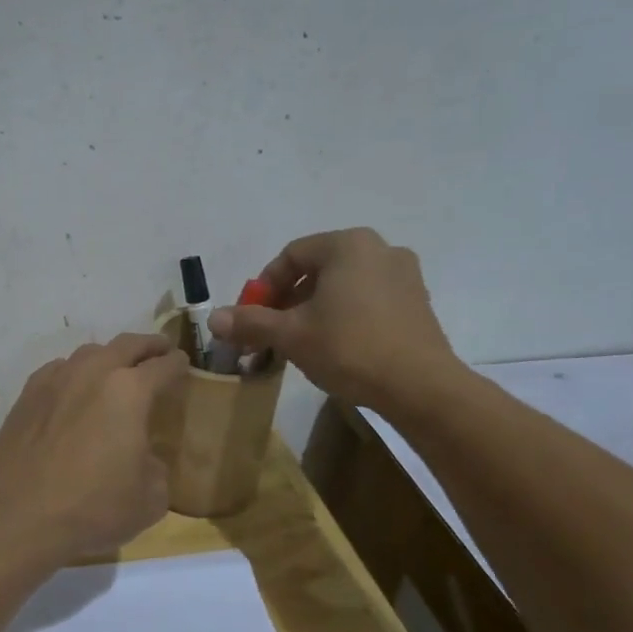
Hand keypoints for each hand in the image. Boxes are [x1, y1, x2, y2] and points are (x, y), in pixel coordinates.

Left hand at [0, 333, 189, 561]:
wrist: (19, 515)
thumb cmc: (93, 507)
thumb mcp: (150, 498)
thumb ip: (156, 467)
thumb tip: (143, 457)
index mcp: (130, 391)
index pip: (164, 365)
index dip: (178, 364)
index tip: (183, 364)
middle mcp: (93, 373)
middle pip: (127, 344)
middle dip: (148, 345)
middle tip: (159, 350)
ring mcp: (55, 380)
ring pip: (89, 353)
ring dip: (109, 356)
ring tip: (116, 369)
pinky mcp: (27, 395)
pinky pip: (58, 370)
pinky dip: (74, 372)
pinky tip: (74, 389)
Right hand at [207, 229, 465, 417]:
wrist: (420, 387)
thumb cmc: (349, 348)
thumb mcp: (291, 335)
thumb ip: (251, 322)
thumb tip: (213, 318)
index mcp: (347, 245)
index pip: (291, 255)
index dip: (264, 286)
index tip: (252, 316)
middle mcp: (379, 249)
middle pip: (317, 269)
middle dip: (288, 300)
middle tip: (272, 331)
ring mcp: (404, 275)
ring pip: (343, 286)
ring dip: (314, 309)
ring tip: (300, 342)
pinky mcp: (418, 303)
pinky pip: (368, 299)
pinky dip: (344, 315)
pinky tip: (336, 346)